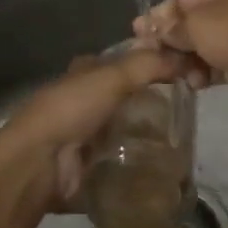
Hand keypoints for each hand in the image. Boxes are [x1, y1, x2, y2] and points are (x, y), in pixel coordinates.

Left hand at [0, 46, 187, 212]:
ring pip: (125, 132)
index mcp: (83, 75)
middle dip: (151, 104)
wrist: (39, 163)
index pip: (120, 63)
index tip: (181, 73)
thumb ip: (148, 65)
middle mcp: (83, 102)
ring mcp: (85, 137)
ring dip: (148, 137)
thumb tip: (185, 59)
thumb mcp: (112, 76)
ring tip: (185, 142)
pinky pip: (122, 164)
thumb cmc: (71, 109)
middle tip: (188, 112)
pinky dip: (140, 166)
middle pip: (125, 99)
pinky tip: (167, 168)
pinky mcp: (90, 168)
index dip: (147, 64)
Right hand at [132, 0, 227, 119]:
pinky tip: (195, 84)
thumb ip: (169, 26)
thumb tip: (147, 27)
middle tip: (149, 58)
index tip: (136, 33)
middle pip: (192, 22)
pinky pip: (217, 62)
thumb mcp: (195, 26)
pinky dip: (204, 71)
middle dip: (171, 40)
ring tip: (174, 74)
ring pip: (204, 44)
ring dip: (186, 59)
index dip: (158, 16)